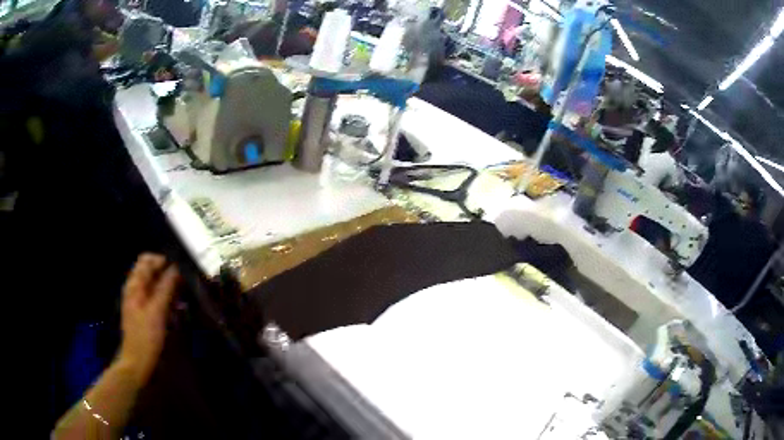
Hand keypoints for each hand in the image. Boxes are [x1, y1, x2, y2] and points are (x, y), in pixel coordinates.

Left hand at [117, 254, 178, 385]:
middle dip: (166, 275)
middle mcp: (134, 289)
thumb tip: (175, 268)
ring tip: (180, 300)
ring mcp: (137, 301)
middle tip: (181, 286)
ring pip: (153, 285)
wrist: (137, 362)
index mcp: (134, 285)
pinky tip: (173, 310)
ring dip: (167, 289)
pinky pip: (154, 298)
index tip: (178, 271)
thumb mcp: (157, 311)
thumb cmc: (146, 337)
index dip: (162, 261)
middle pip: (150, 272)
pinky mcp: (142, 313)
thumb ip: (165, 288)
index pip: (146, 260)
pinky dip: (164, 299)